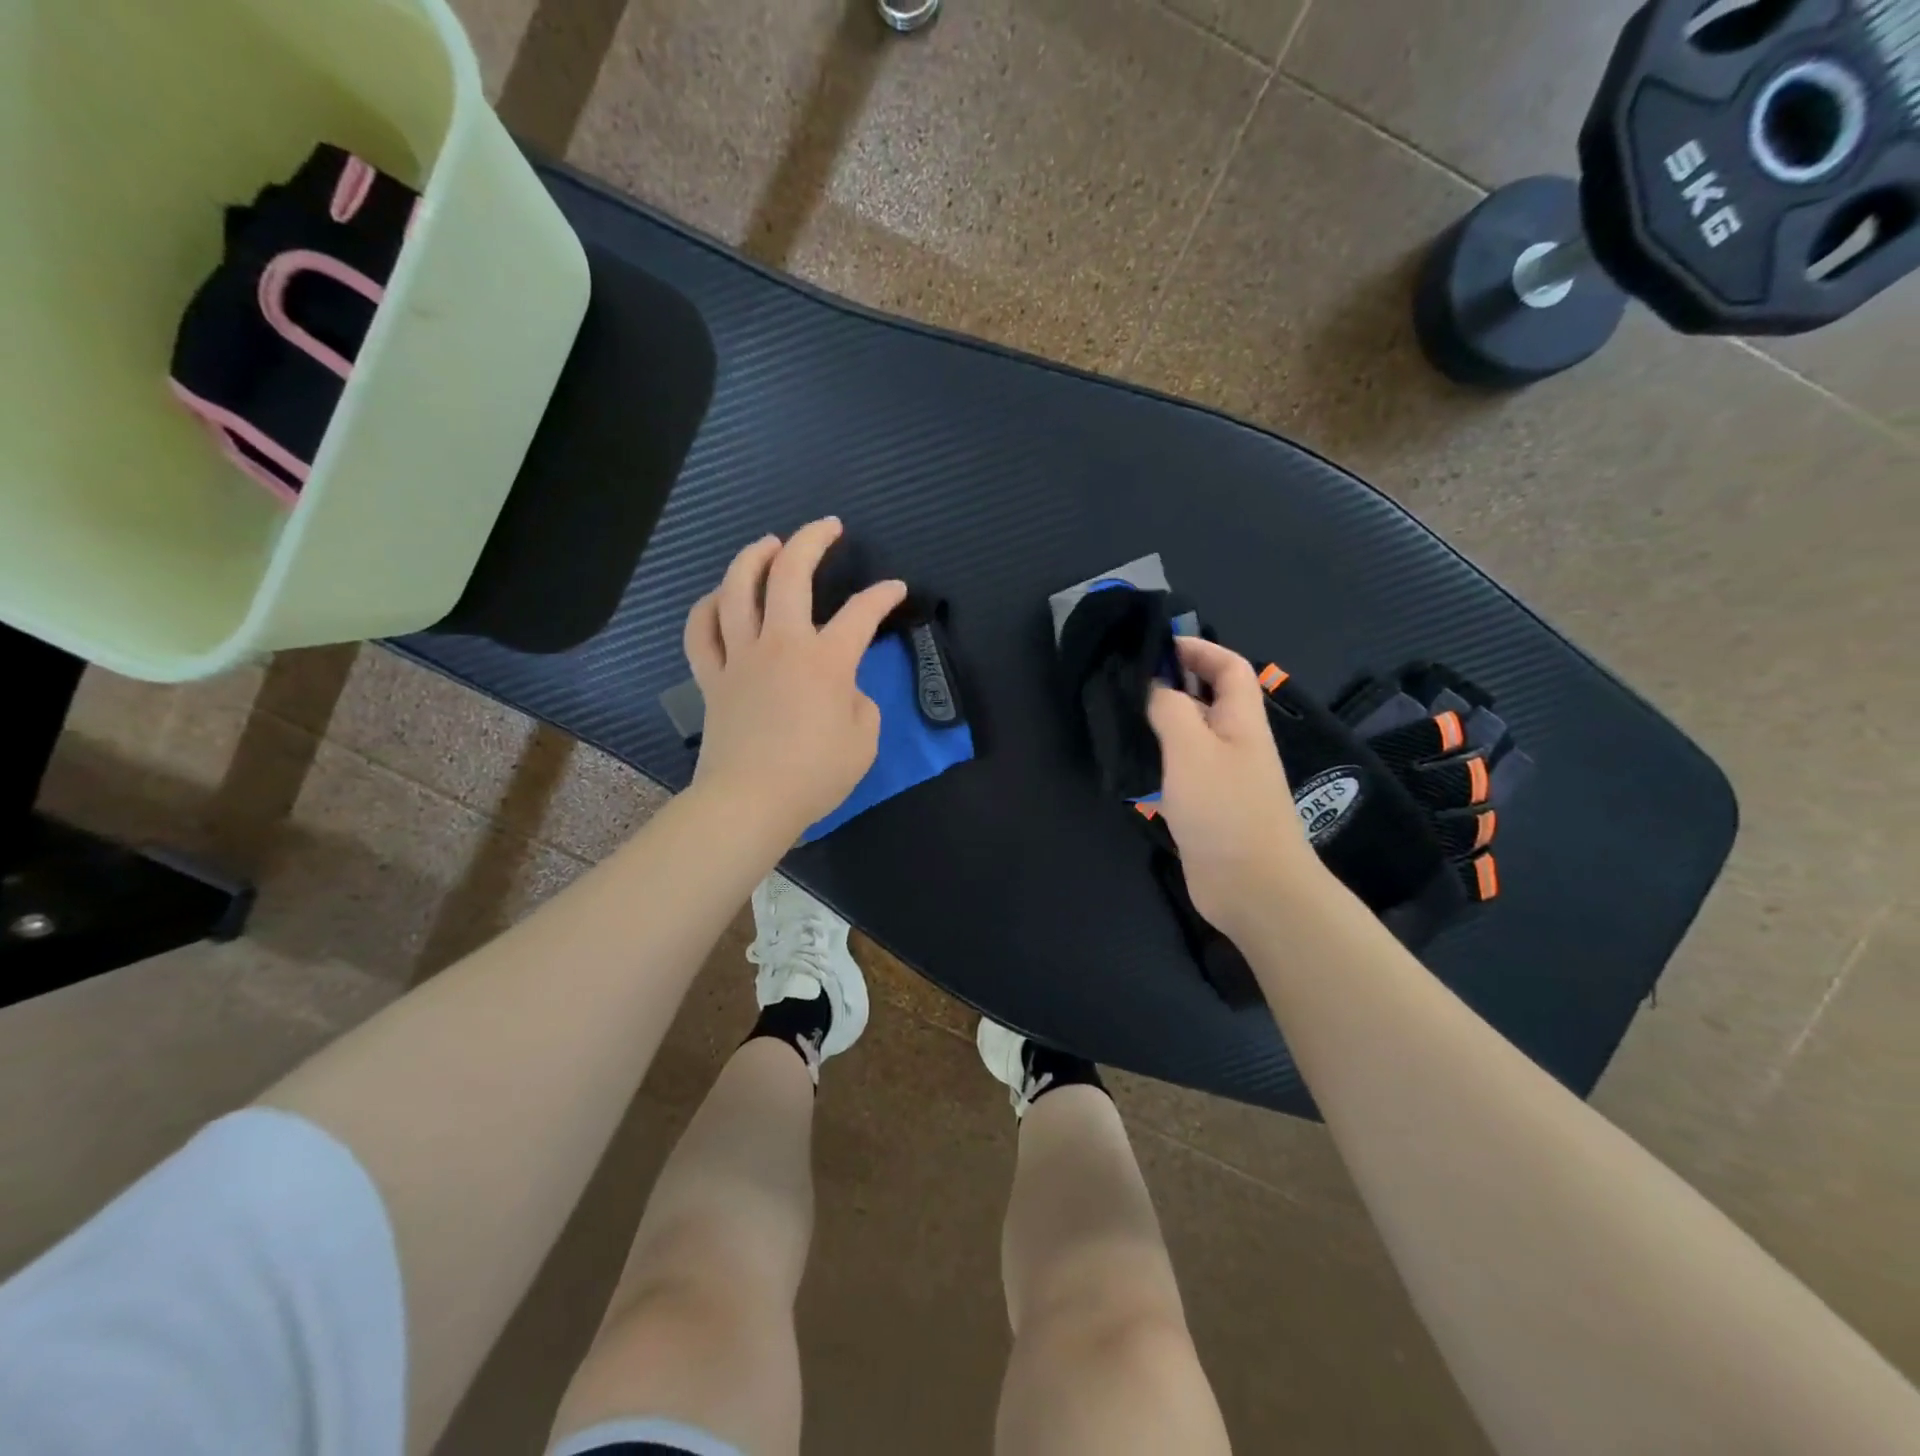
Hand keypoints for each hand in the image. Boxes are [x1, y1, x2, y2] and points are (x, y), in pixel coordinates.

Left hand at [683, 519, 906, 843]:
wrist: (751, 802)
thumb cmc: (815, 776)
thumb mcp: (864, 741)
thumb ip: (860, 704)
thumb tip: (843, 690)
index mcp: (826, 661)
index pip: (861, 614)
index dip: (883, 595)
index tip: (895, 588)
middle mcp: (781, 645)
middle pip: (790, 575)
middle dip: (812, 540)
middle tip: (827, 527)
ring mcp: (740, 658)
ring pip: (737, 590)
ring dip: (753, 557)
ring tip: (768, 543)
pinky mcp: (712, 678)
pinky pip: (701, 631)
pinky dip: (707, 607)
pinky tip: (719, 597)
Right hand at [1146, 637, 1325, 936]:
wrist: (1252, 887)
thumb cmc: (1226, 809)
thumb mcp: (1192, 749)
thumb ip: (1169, 710)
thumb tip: (1152, 685)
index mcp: (1241, 721)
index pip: (1229, 667)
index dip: (1199, 649)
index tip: (1158, 645)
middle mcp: (1233, 743)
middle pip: (1205, 700)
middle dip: (1170, 684)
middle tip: (1124, 682)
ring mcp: (1219, 777)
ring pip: (1187, 737)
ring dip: (1158, 724)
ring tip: (1117, 717)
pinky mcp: (1203, 807)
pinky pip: (1178, 771)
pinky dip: (1155, 762)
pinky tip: (1128, 764)